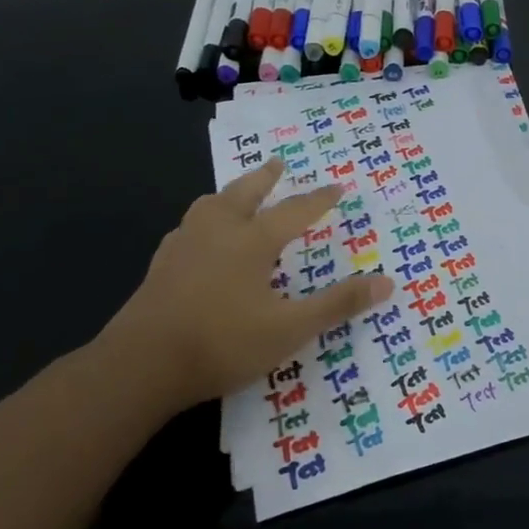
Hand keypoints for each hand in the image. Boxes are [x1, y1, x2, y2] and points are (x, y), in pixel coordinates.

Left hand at [95, 159, 392, 410]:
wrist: (140, 366)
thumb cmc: (222, 343)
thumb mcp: (290, 329)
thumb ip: (337, 304)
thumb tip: (387, 281)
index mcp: (251, 241)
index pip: (295, 211)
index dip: (319, 199)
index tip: (338, 186)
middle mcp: (217, 233)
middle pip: (244, 193)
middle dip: (265, 178)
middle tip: (278, 163)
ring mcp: (183, 247)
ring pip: (208, 206)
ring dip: (229, 195)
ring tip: (235, 196)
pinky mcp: (160, 267)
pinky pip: (187, 229)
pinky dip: (202, 223)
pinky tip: (199, 240)